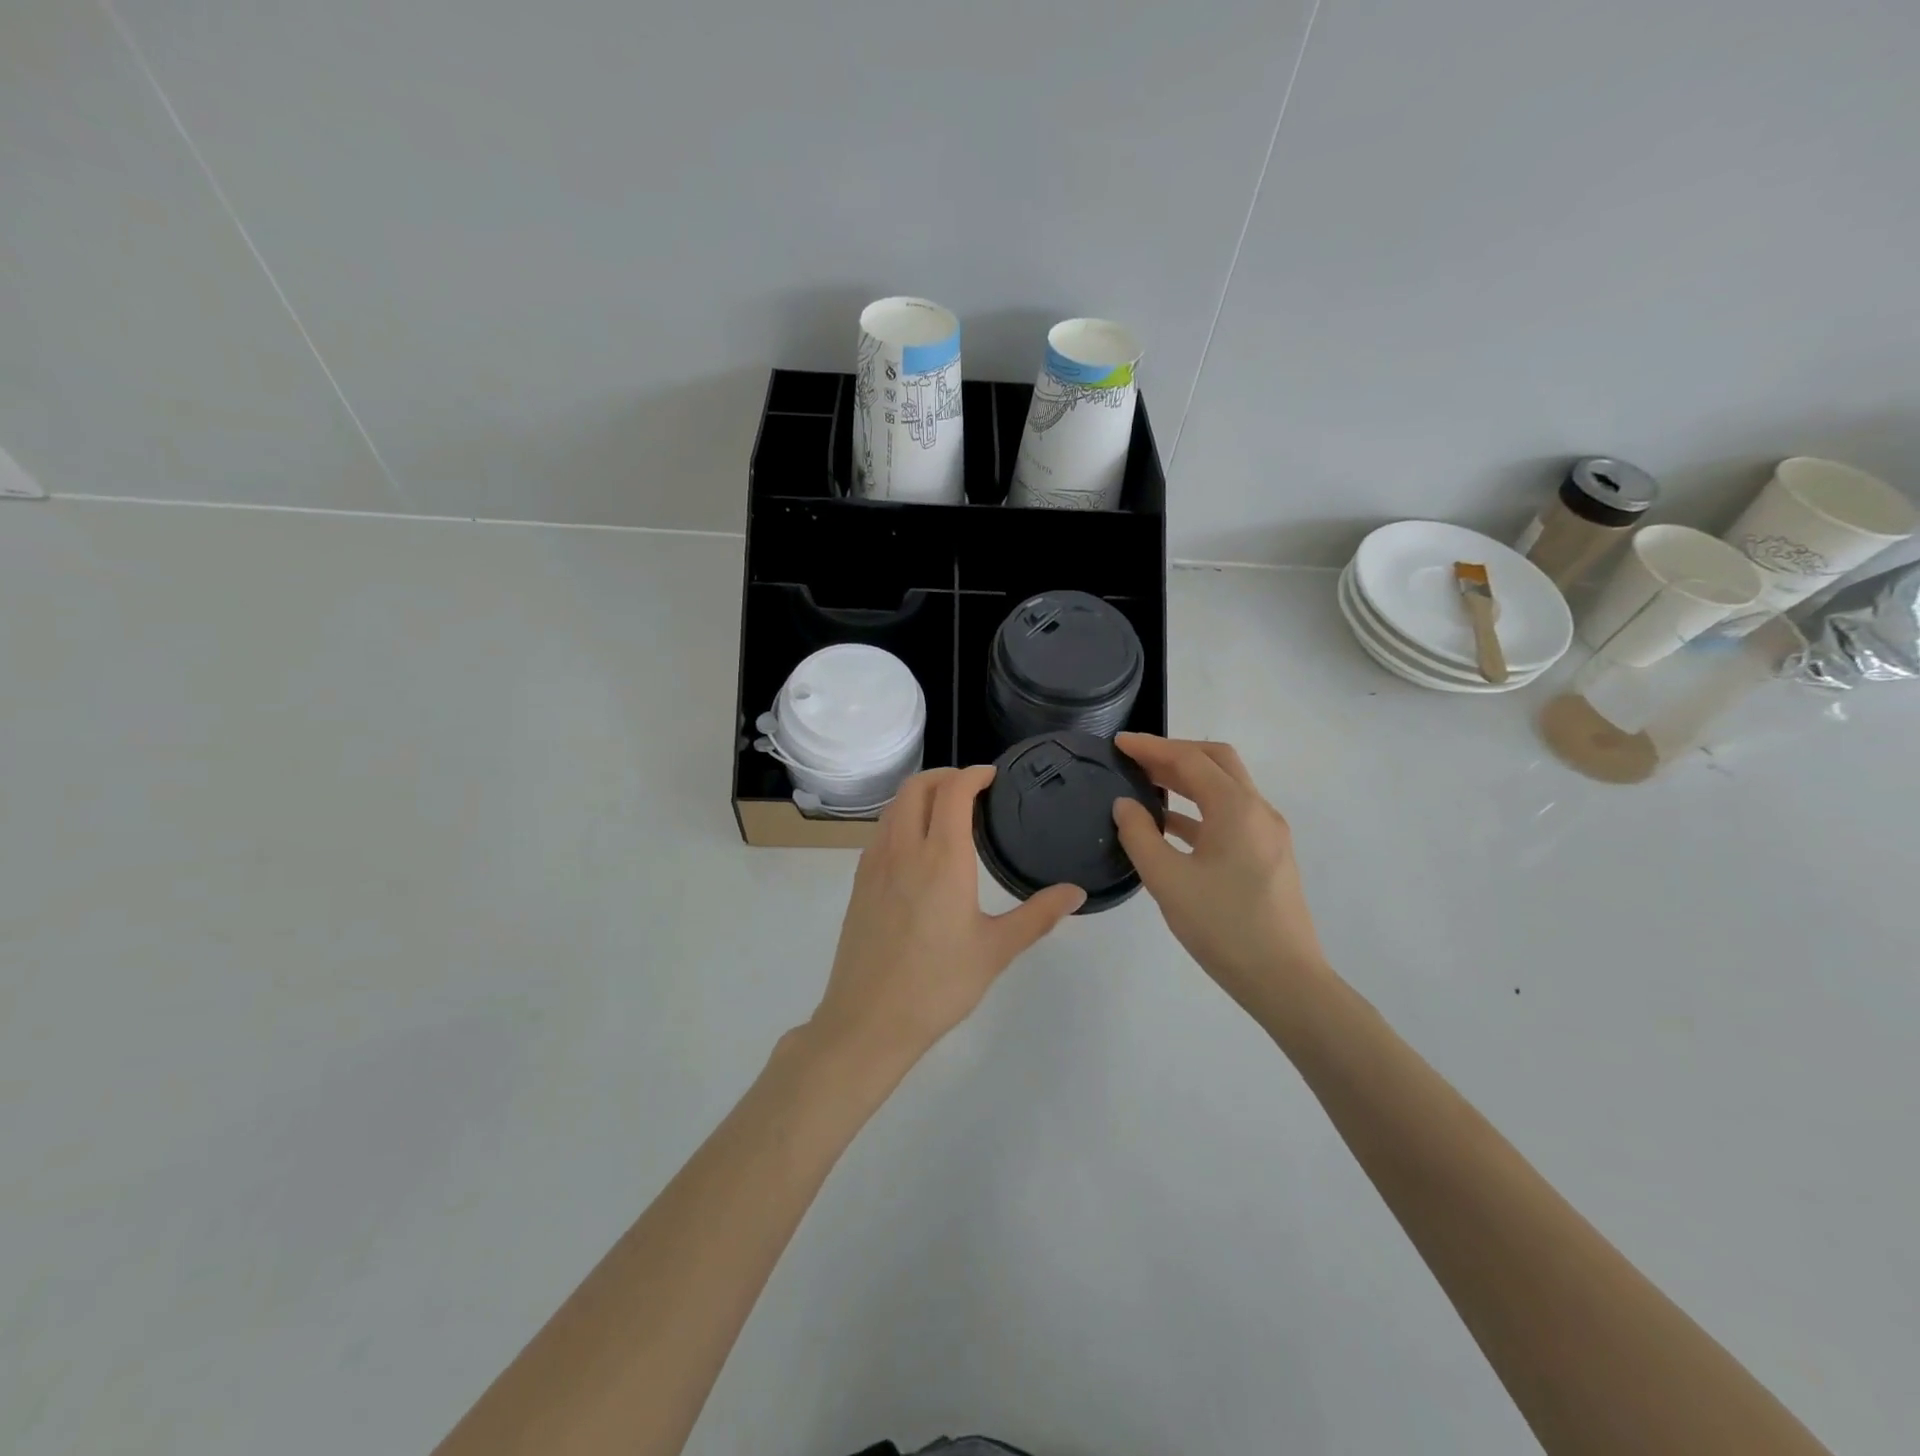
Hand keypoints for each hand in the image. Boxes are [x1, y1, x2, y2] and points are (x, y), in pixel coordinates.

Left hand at [811, 766, 1084, 1067]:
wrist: (869, 1020)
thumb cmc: (938, 985)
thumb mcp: (996, 950)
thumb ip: (1038, 915)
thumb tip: (1076, 892)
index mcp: (942, 858)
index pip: (953, 792)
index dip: (973, 774)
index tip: (992, 775)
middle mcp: (904, 849)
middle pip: (916, 787)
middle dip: (944, 775)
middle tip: (971, 787)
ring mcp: (875, 864)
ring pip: (894, 807)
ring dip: (920, 794)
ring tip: (946, 810)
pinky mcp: (860, 883)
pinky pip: (881, 831)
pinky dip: (902, 818)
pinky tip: (918, 847)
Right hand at [1111, 735, 1327, 1010]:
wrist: (1285, 980)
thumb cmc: (1223, 927)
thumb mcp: (1168, 880)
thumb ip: (1140, 835)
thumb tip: (1125, 805)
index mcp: (1236, 808)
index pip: (1190, 759)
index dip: (1151, 747)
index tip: (1118, 743)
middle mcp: (1258, 811)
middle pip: (1216, 762)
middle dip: (1174, 754)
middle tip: (1135, 759)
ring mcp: (1267, 834)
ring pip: (1225, 788)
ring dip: (1187, 780)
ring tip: (1146, 785)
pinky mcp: (1267, 856)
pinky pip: (1230, 815)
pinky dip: (1199, 808)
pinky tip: (1170, 826)